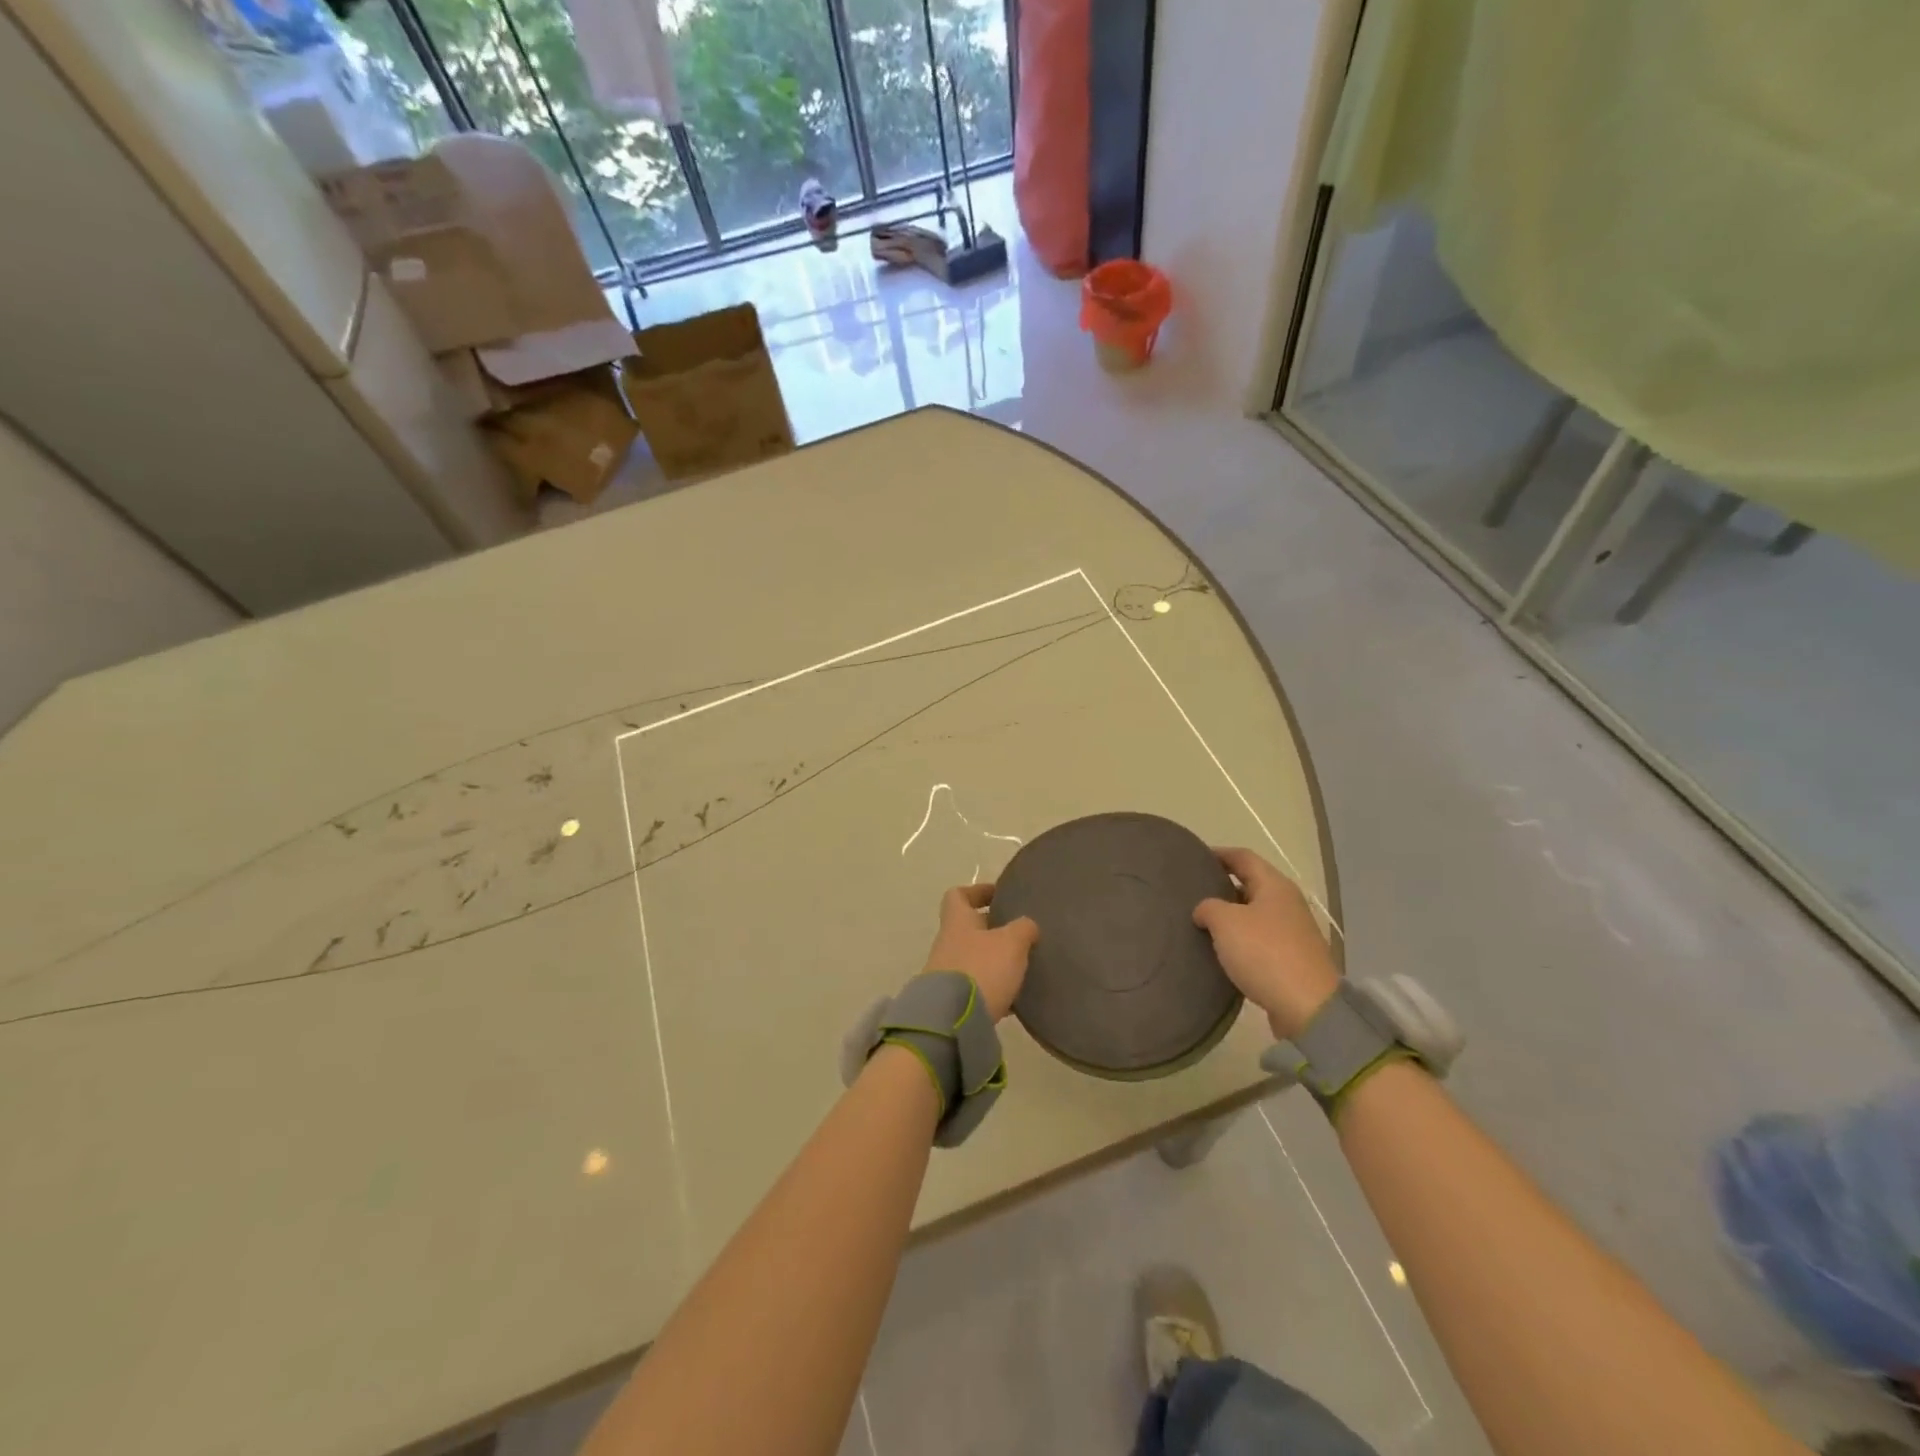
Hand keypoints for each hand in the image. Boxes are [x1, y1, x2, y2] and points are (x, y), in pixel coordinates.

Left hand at [922, 883, 1038, 1020]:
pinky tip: (1014, 999)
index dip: (978, 891)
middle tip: (1020, 934)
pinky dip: (993, 988)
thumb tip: (1027, 925)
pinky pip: (976, 987)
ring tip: (1022, 967)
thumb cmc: (981, 969)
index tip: (999, 895)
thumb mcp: (1011, 943)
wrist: (951, 1021)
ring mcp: (947, 973)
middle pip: (969, 929)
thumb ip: (1022, 928)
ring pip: (974, 958)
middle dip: (993, 930)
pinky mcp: (953, 1001)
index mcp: (958, 921)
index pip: (958, 895)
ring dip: (995, 961)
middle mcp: (948, 943)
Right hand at [1192, 848, 1338, 1040]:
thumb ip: (1208, 907)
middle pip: (1250, 885)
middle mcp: (1286, 904)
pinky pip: (1259, 941)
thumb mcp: (1225, 922)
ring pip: (1253, 915)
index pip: (1243, 857)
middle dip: (1221, 886)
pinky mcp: (1291, 960)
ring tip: (1200, 923)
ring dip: (1229, 917)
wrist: (1307, 1008)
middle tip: (1192, 893)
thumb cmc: (1265, 953)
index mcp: (1274, 886)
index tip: (1194, 858)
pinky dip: (1239, 942)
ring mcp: (1292, 933)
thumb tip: (1204, 910)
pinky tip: (1220, 952)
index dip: (1218, 854)